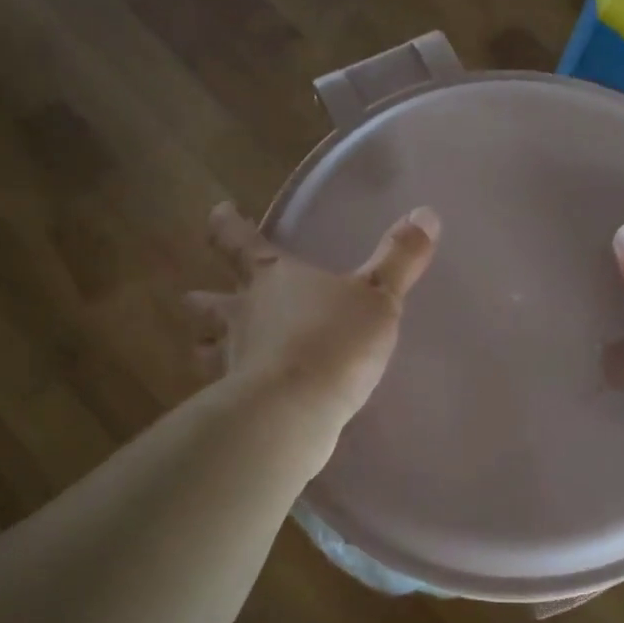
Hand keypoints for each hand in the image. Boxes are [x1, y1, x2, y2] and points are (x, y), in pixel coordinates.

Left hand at [185, 202, 440, 423]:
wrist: (295, 410)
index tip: (220, 211)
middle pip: (207, 302)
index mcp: (270, 278)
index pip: (237, 240)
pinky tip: (241, 397)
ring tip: (212, 350)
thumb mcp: (378, 296)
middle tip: (197, 297)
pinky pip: (224, 391)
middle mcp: (241, 315)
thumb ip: (399, 258)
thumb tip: (426, 213)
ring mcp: (232, 360)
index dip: (226, 223)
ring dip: (206, 346)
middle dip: (203, 299)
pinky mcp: (235, 403)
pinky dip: (228, 390)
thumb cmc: (334, 341)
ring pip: (204, 348)